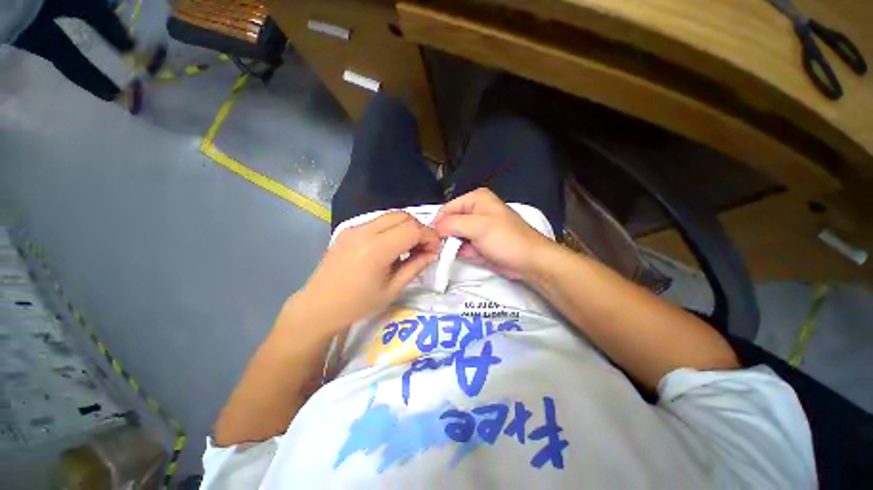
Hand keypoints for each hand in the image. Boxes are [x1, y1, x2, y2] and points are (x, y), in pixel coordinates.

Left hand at [294, 211, 439, 335]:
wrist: (318, 306)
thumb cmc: (357, 304)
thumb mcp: (392, 289)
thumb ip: (415, 266)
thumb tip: (432, 253)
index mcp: (376, 250)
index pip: (413, 229)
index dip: (430, 237)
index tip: (435, 250)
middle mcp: (365, 232)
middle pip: (404, 216)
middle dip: (419, 229)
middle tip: (423, 248)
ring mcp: (354, 228)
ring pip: (391, 215)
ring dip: (406, 227)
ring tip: (409, 247)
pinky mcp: (348, 230)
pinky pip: (378, 221)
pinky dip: (392, 228)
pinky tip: (391, 246)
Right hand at [432, 188, 554, 279]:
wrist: (529, 261)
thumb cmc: (505, 239)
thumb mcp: (477, 226)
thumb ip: (451, 224)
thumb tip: (434, 228)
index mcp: (476, 199)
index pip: (447, 208)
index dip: (438, 222)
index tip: (432, 238)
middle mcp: (475, 211)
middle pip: (450, 222)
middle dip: (445, 235)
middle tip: (440, 248)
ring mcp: (477, 228)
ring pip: (455, 235)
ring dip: (453, 245)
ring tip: (455, 252)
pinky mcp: (479, 243)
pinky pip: (463, 246)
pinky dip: (463, 252)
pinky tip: (470, 255)